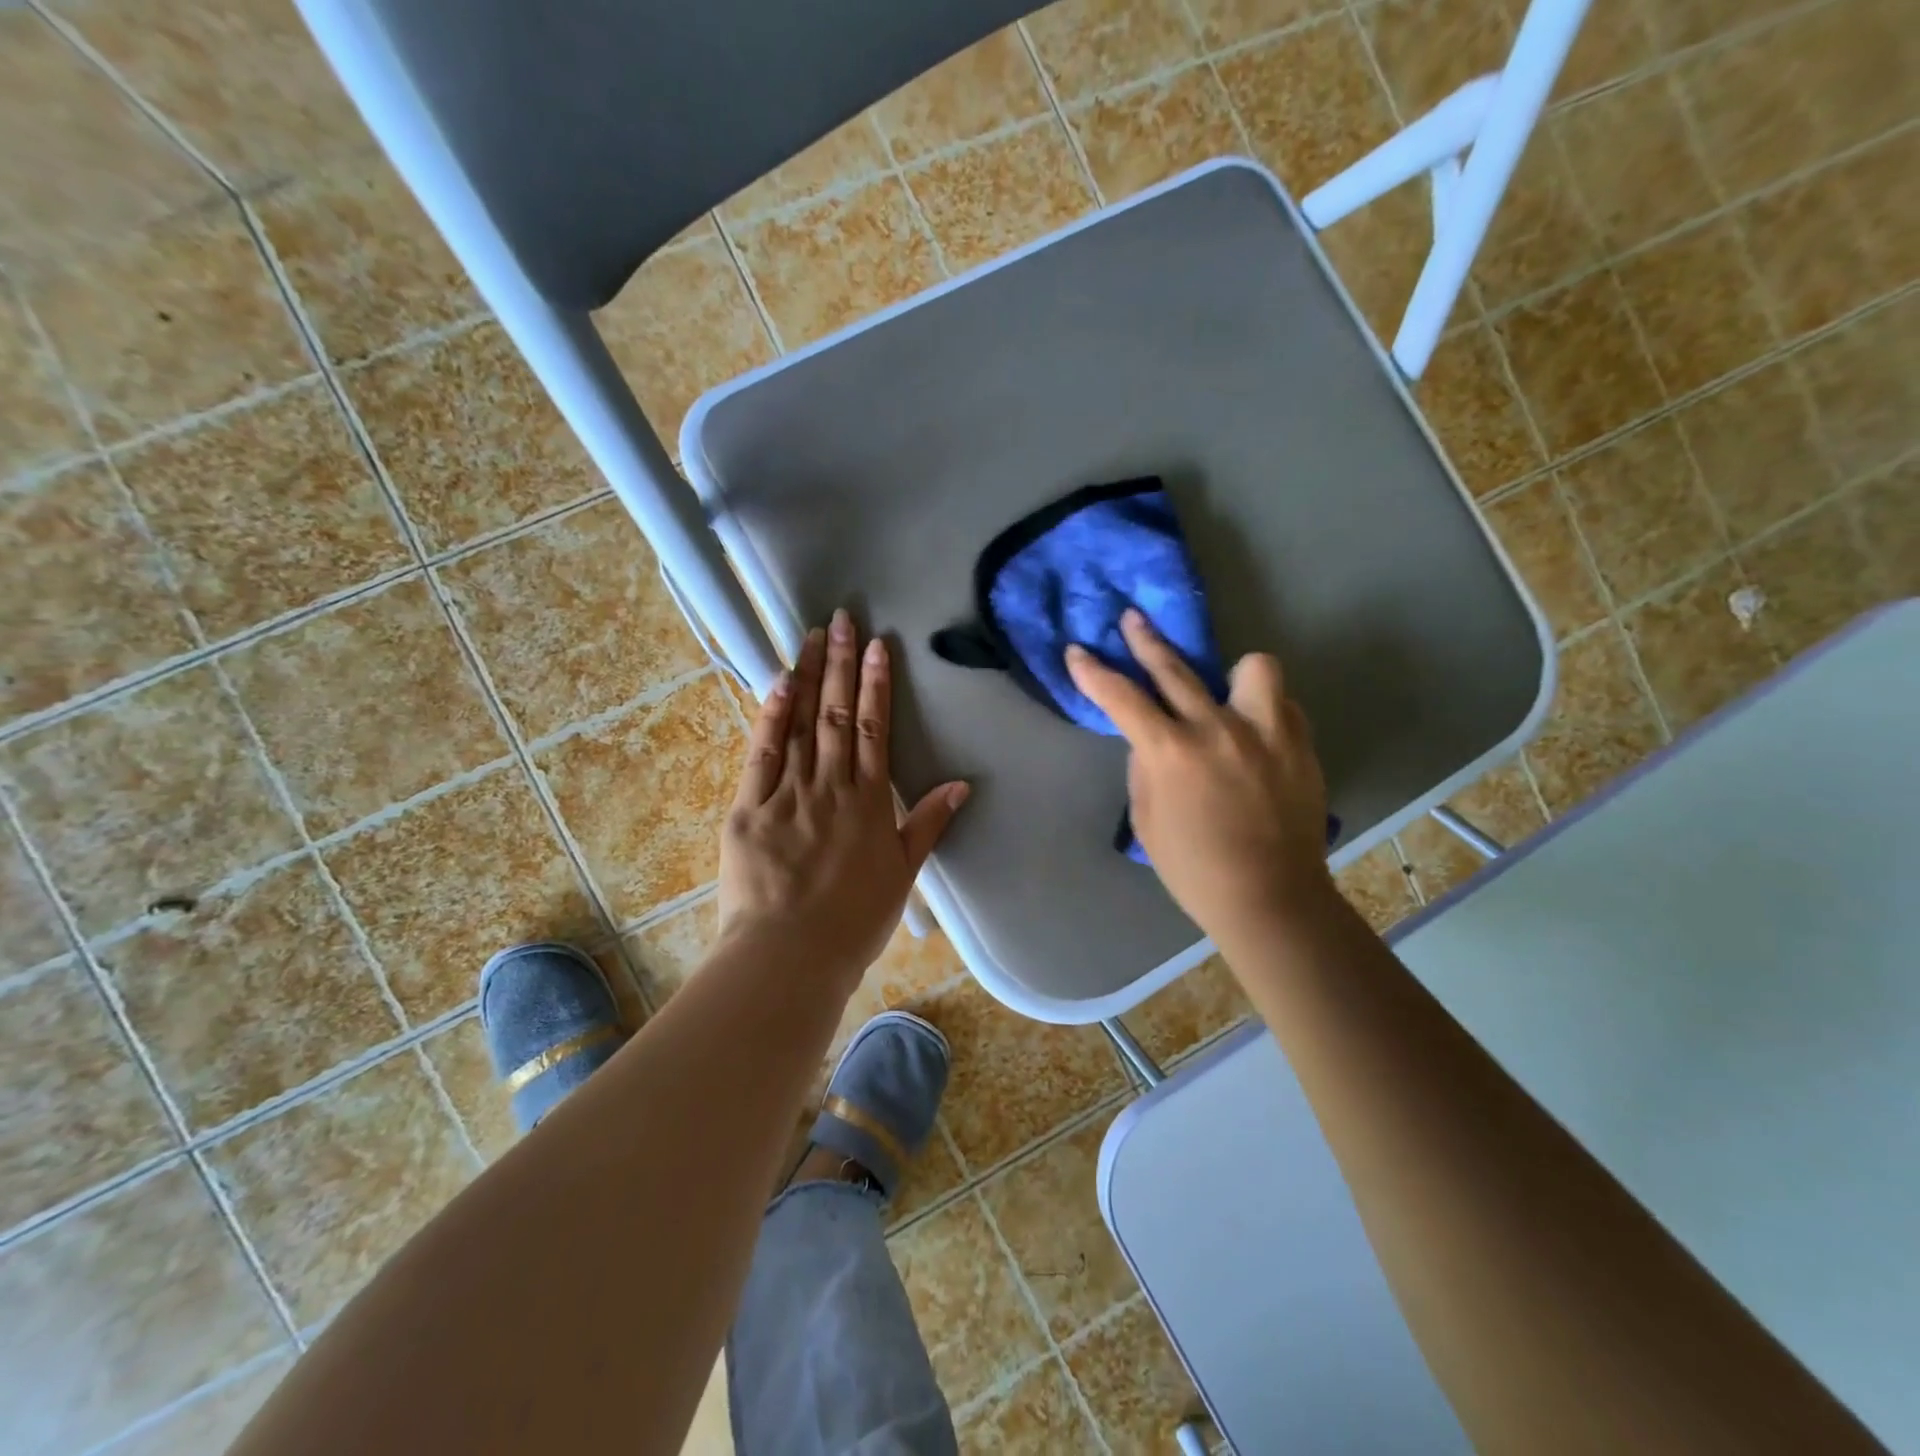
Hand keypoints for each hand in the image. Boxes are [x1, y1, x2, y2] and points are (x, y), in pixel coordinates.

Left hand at [719, 609, 969, 985]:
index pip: (875, 729)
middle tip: (843, 618)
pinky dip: (772, 715)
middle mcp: (831, 786)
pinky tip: (779, 682)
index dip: (877, 684)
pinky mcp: (750, 807)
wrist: (791, 954)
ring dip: (808, 677)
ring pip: (801, 724)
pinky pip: (763, 753)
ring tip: (812, 636)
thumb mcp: (903, 874)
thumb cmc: (853, 920)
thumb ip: (929, 824)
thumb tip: (962, 785)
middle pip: (839, 714)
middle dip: (842, 663)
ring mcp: (789, 793)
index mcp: (869, 802)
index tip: (878, 646)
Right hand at [1066, 610, 1331, 947]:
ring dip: (1233, 675)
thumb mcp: (1146, 820)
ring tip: (1227, 691)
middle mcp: (1218, 729)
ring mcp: (1266, 733)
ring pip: (1253, 667)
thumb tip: (1151, 739)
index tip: (1077, 652)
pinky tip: (1257, 733)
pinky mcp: (1300, 744)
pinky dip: (1264, 712)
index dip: (1092, 672)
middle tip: (1132, 621)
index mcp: (1171, 752)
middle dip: (1145, 640)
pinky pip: (1283, 706)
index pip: (1121, 697)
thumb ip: (1145, 768)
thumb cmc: (1194, 868)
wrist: (1269, 897)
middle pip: (1175, 667)